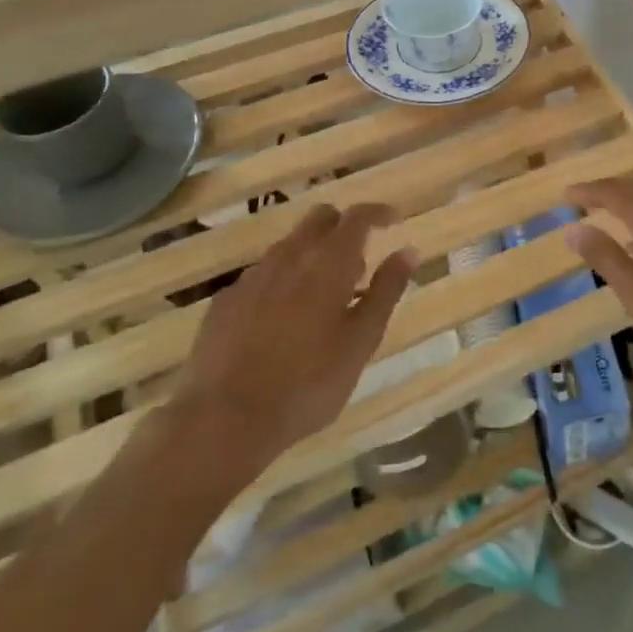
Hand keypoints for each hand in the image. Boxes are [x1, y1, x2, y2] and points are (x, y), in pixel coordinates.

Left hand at [175, 203, 415, 465]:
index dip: (377, 212)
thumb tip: (408, 250)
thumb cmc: (308, 384)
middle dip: (342, 227)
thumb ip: (386, 291)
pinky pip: (262, 276)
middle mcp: (288, 258)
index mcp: (328, 264)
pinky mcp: (225, 301)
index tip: (393, 219)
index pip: (357, 218)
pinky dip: (282, 282)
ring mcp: (252, 278)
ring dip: (311, 255)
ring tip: (324, 295)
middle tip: (359, 260)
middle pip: (318, 219)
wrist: (224, 419)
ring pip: (288, 246)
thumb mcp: (361, 342)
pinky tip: (283, 319)